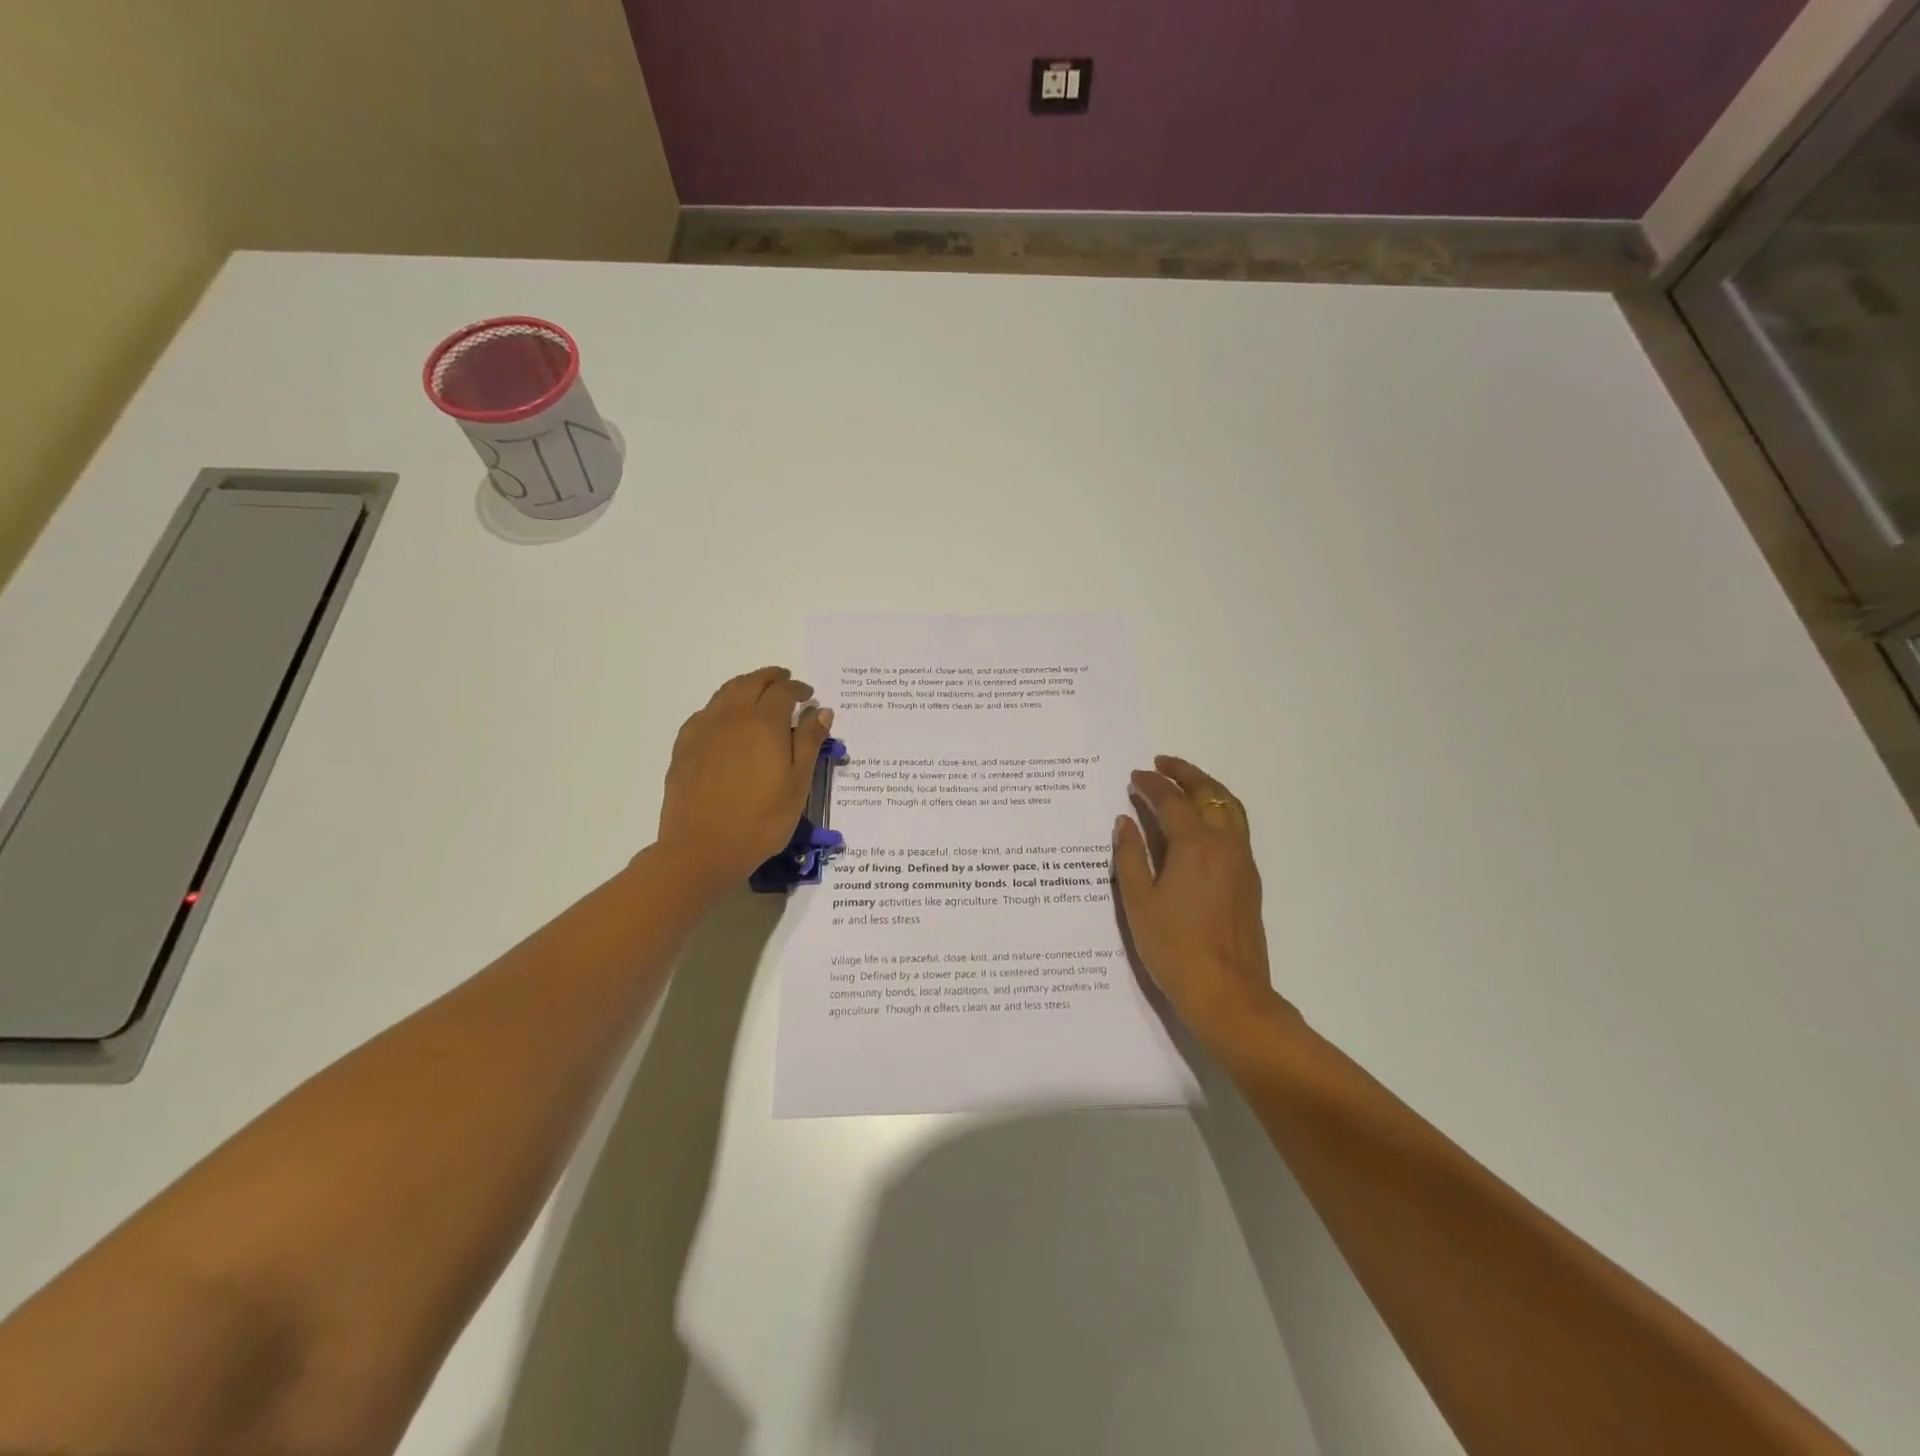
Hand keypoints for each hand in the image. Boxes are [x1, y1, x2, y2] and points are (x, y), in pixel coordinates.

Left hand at [655, 666, 833, 887]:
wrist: (702, 849)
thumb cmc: (761, 820)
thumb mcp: (797, 784)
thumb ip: (809, 742)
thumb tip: (821, 710)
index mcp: (763, 722)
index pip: (783, 691)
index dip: (798, 689)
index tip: (809, 695)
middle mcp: (731, 716)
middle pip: (751, 683)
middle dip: (771, 678)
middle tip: (785, 682)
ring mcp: (703, 730)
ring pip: (725, 694)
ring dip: (745, 687)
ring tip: (757, 695)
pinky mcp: (684, 747)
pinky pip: (705, 713)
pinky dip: (722, 707)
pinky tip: (726, 722)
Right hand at [1114, 756, 1294, 1045]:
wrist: (1226, 992)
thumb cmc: (1174, 947)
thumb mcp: (1139, 901)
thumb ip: (1130, 856)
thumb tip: (1125, 821)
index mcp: (1195, 844)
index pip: (1171, 800)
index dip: (1151, 785)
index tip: (1134, 776)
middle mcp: (1225, 844)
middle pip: (1209, 794)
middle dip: (1185, 773)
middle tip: (1163, 762)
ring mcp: (1242, 862)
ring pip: (1230, 808)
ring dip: (1207, 788)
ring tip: (1185, 781)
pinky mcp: (1249, 880)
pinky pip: (1236, 827)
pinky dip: (1219, 810)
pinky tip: (1201, 821)